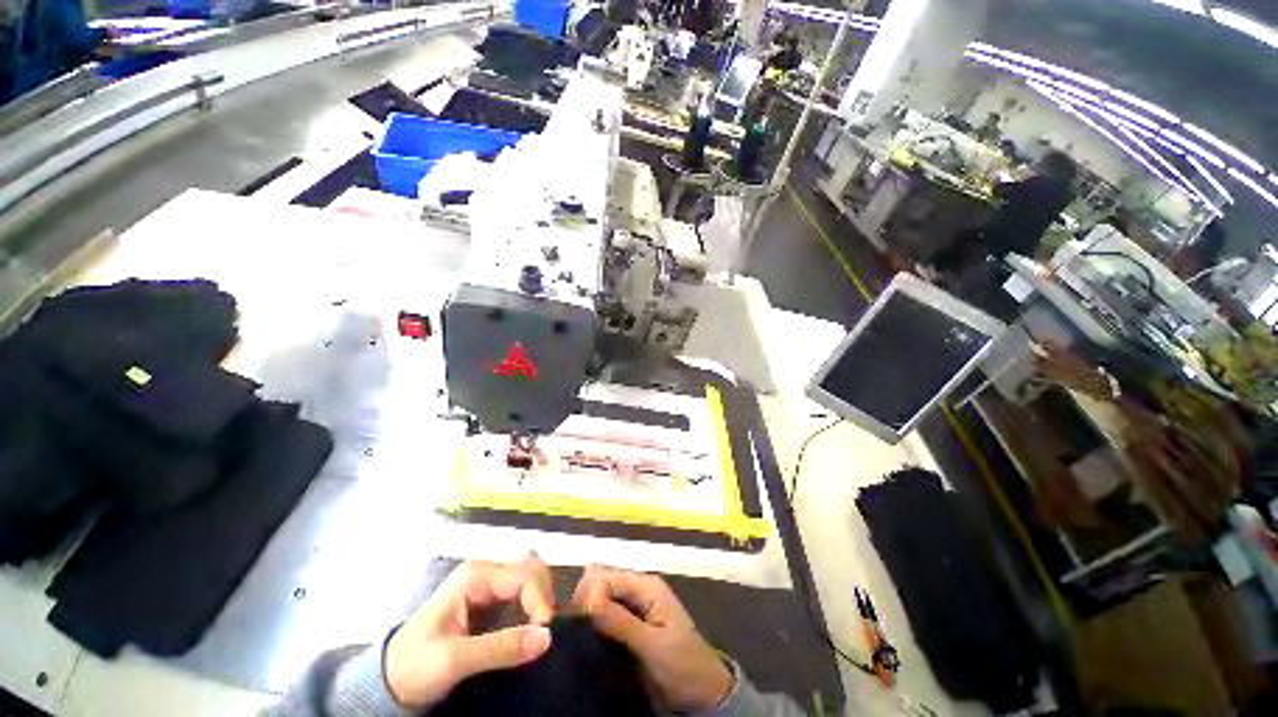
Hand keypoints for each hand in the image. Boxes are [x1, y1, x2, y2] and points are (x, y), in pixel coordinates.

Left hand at [384, 555, 554, 708]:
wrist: (390, 681)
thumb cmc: (414, 665)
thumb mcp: (453, 660)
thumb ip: (500, 647)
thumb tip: (547, 637)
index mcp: (475, 575)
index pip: (524, 574)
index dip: (540, 600)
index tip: (546, 633)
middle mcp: (486, 572)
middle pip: (531, 567)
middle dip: (544, 594)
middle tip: (545, 629)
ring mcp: (490, 585)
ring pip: (531, 578)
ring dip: (541, 600)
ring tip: (541, 630)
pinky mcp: (493, 601)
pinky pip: (524, 595)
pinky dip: (534, 608)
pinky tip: (533, 628)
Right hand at [573, 565, 732, 711]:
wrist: (701, 695)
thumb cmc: (682, 665)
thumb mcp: (652, 644)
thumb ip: (620, 621)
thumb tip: (586, 599)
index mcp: (646, 585)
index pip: (606, 575)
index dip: (589, 593)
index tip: (578, 620)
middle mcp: (637, 590)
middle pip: (601, 582)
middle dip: (585, 599)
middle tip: (576, 628)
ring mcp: (633, 608)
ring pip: (600, 598)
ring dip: (587, 611)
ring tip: (577, 633)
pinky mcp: (628, 626)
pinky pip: (604, 615)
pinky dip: (593, 622)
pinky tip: (584, 636)